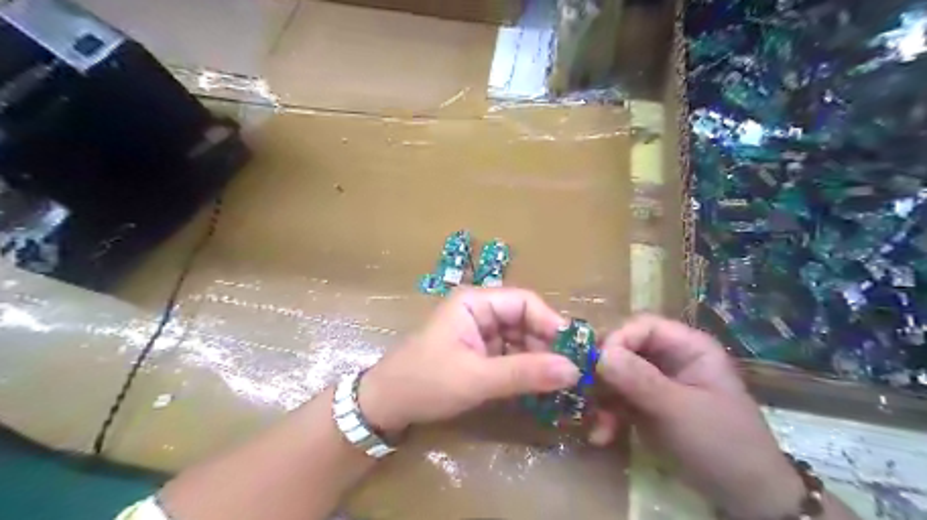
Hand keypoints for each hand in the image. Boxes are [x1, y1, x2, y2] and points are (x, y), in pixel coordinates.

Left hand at [356, 288, 577, 434]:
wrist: (386, 405)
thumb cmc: (425, 382)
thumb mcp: (476, 378)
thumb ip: (524, 373)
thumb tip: (574, 370)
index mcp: (475, 302)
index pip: (524, 302)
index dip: (551, 323)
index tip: (574, 351)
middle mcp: (481, 311)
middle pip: (525, 320)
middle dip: (547, 345)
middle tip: (572, 374)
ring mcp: (480, 332)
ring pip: (521, 339)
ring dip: (539, 360)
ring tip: (560, 384)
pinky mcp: (480, 353)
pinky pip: (511, 355)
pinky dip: (526, 370)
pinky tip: (540, 387)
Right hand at [590, 314, 808, 518]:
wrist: (744, 498)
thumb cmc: (721, 444)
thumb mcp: (679, 411)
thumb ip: (639, 380)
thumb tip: (599, 354)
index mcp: (687, 347)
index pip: (642, 326)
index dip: (617, 339)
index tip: (596, 363)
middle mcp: (669, 358)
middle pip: (624, 349)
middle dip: (603, 373)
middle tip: (584, 392)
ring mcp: (655, 382)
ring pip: (615, 375)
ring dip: (601, 399)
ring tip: (597, 425)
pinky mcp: (646, 405)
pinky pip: (617, 399)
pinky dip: (607, 415)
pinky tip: (602, 436)